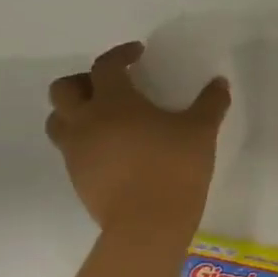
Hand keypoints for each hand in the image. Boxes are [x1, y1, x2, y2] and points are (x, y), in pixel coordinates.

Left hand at [45, 42, 229, 233]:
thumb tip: (219, 83)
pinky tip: (113, 146)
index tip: (138, 53)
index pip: (105, 67)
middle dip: (85, 80)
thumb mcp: (202, 130)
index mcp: (114, 102)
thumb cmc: (174, 167)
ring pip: (58, 120)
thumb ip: (211, 102)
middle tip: (113, 84)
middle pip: (64, 90)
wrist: (147, 223)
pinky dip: (84, 137)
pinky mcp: (76, 176)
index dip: (120, 54)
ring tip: (104, 115)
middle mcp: (86, 122)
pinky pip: (69, 147)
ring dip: (75, 110)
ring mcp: (75, 152)